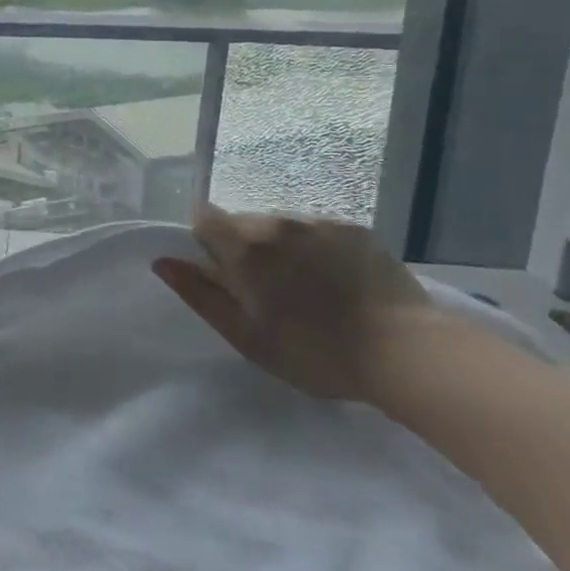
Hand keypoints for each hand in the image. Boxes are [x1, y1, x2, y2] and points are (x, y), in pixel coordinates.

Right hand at [152, 204, 430, 401]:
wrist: (407, 353)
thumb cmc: (313, 352)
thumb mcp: (245, 335)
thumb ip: (199, 295)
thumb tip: (163, 262)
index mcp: (245, 248)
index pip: (204, 218)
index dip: (205, 241)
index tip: (222, 273)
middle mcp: (277, 223)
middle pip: (243, 222)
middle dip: (245, 248)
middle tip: (267, 291)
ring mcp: (320, 223)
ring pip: (281, 226)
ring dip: (281, 248)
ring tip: (307, 288)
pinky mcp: (355, 230)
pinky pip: (318, 231)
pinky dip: (316, 249)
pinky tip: (337, 282)